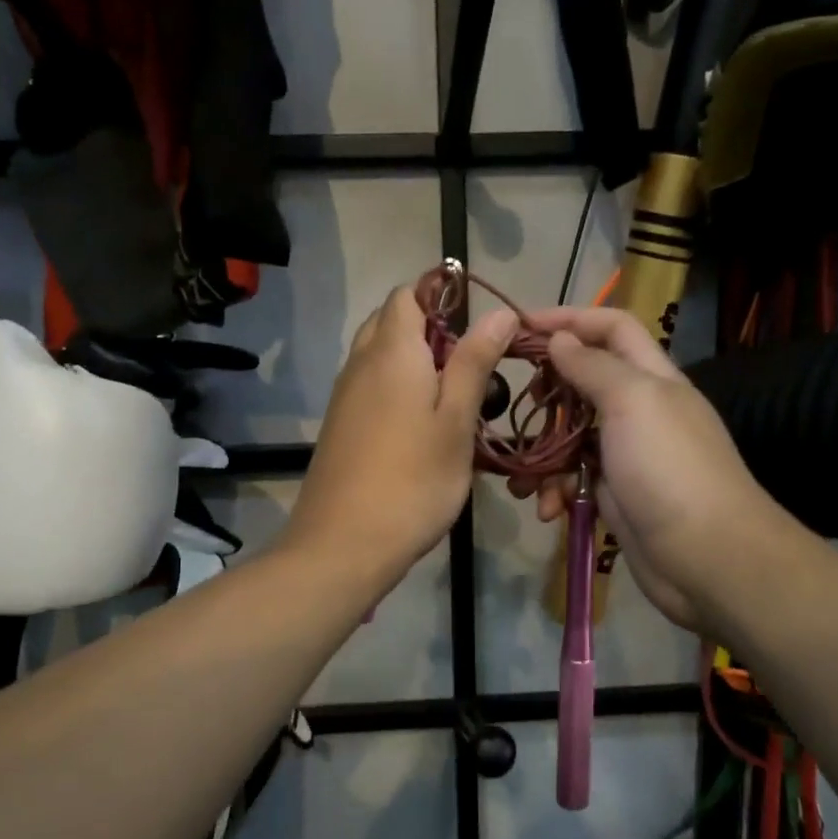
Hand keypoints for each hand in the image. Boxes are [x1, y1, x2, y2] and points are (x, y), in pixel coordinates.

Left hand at [282, 283, 516, 591]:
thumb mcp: (456, 422)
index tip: (479, 330)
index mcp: (392, 351)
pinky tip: (420, 429)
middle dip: (431, 332)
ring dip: (414, 364)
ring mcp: (344, 395)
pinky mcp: (339, 425)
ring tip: (451, 403)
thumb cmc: (412, 481)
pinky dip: (396, 390)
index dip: (443, 298)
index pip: (408, 294)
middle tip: (470, 370)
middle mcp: (360, 362)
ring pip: (379, 356)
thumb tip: (498, 312)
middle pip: (392, 321)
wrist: (343, 544)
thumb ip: (474, 363)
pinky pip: (370, 387)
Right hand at [519, 308, 794, 632]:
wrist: (705, 556)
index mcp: (651, 377)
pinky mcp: (615, 494)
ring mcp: (626, 455)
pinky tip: (550, 509)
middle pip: (585, 382)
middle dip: (549, 393)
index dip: (569, 319)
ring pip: (572, 437)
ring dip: (543, 455)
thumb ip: (593, 366)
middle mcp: (639, 410)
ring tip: (522, 480)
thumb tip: (560, 338)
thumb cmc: (668, 468)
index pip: (611, 328)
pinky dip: (557, 491)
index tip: (520, 327)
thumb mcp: (632, 402)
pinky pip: (575, 479)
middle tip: (522, 404)